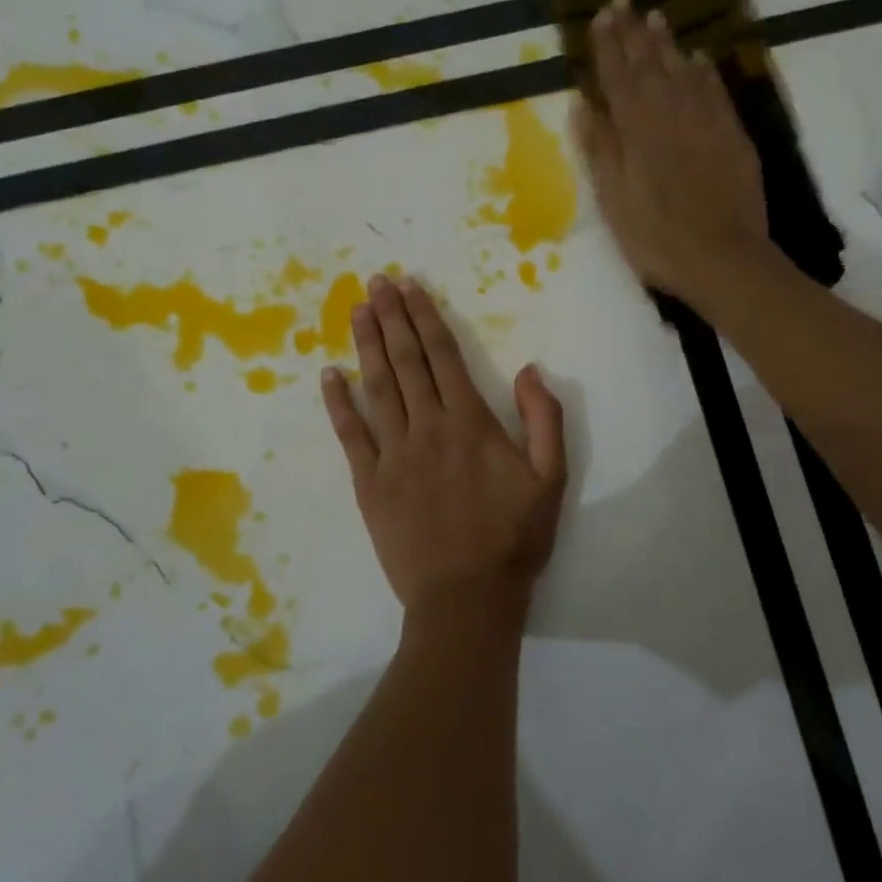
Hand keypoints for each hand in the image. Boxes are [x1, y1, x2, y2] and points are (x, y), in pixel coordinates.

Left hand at [322, 274, 566, 631]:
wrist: (466, 598)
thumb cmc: (513, 538)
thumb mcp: (552, 479)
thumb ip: (544, 419)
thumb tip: (529, 369)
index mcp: (471, 423)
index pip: (443, 357)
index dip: (425, 318)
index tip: (409, 287)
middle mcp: (428, 428)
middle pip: (406, 362)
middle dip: (391, 318)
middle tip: (375, 282)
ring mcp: (394, 454)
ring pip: (377, 388)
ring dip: (366, 346)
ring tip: (357, 311)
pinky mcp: (369, 483)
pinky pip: (350, 435)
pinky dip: (338, 403)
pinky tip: (328, 375)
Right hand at [571, 0, 772, 307]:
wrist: (724, 259)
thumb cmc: (656, 239)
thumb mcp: (613, 201)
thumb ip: (599, 149)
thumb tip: (583, 103)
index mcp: (636, 132)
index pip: (617, 77)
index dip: (607, 45)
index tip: (600, 14)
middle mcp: (671, 115)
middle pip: (649, 65)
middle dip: (634, 32)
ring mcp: (705, 123)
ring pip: (682, 72)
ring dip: (666, 43)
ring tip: (656, 17)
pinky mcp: (731, 136)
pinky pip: (714, 91)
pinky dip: (703, 71)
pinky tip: (697, 57)